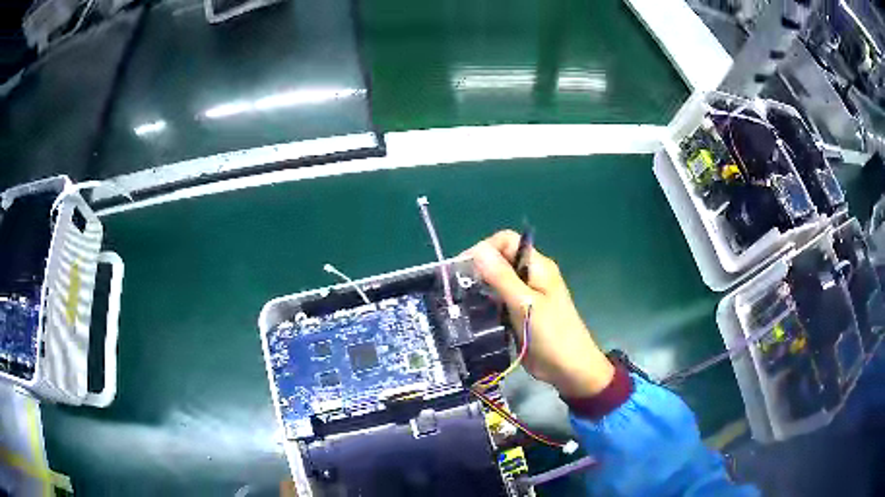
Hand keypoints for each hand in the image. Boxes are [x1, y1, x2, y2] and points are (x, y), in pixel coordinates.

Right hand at [467, 230, 613, 397]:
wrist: (569, 370)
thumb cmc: (552, 335)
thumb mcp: (525, 304)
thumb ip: (502, 277)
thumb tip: (477, 249)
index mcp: (537, 266)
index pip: (506, 241)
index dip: (483, 249)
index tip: (462, 268)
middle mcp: (530, 276)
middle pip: (499, 261)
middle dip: (478, 270)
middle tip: (456, 288)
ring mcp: (525, 296)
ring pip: (496, 282)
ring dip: (479, 289)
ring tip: (459, 302)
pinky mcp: (518, 314)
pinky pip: (498, 302)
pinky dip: (485, 305)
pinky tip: (471, 315)